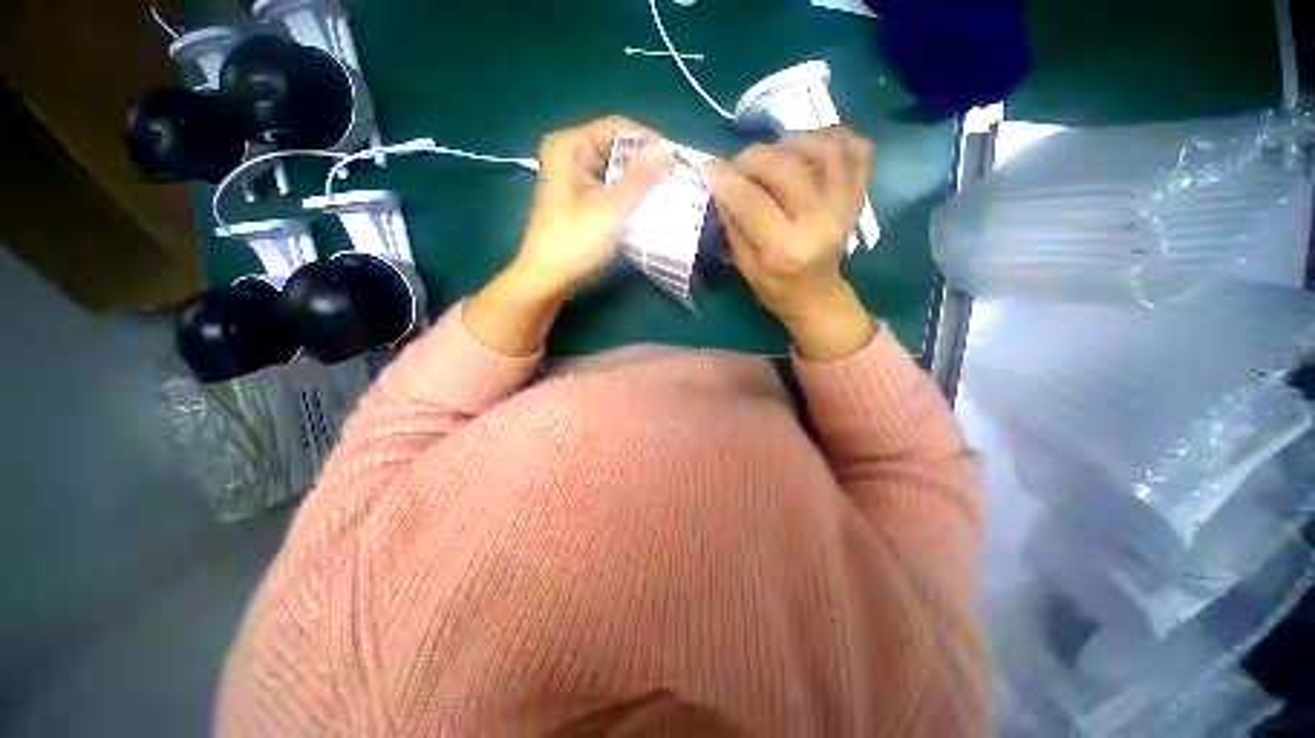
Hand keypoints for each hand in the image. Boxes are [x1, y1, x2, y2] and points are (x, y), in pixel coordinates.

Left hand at [512, 115, 675, 297]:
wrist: (549, 279)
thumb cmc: (576, 240)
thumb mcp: (611, 207)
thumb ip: (640, 178)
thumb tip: (668, 151)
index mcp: (570, 147)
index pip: (617, 128)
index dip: (649, 141)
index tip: (676, 161)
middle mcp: (571, 156)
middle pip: (617, 150)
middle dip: (646, 165)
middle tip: (675, 180)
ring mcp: (575, 180)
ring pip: (616, 172)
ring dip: (640, 184)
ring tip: (668, 194)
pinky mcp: (581, 201)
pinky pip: (611, 191)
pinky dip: (629, 198)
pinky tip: (649, 208)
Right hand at [703, 127, 876, 361]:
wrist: (817, 296)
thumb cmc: (776, 288)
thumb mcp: (745, 265)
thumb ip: (733, 224)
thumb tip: (719, 184)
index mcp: (787, 250)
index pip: (753, 202)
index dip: (727, 180)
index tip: (709, 168)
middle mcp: (821, 223)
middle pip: (788, 168)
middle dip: (754, 157)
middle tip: (739, 165)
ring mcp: (846, 206)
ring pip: (825, 148)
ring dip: (792, 140)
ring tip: (773, 154)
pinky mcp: (859, 195)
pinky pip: (857, 148)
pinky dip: (834, 136)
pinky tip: (810, 147)